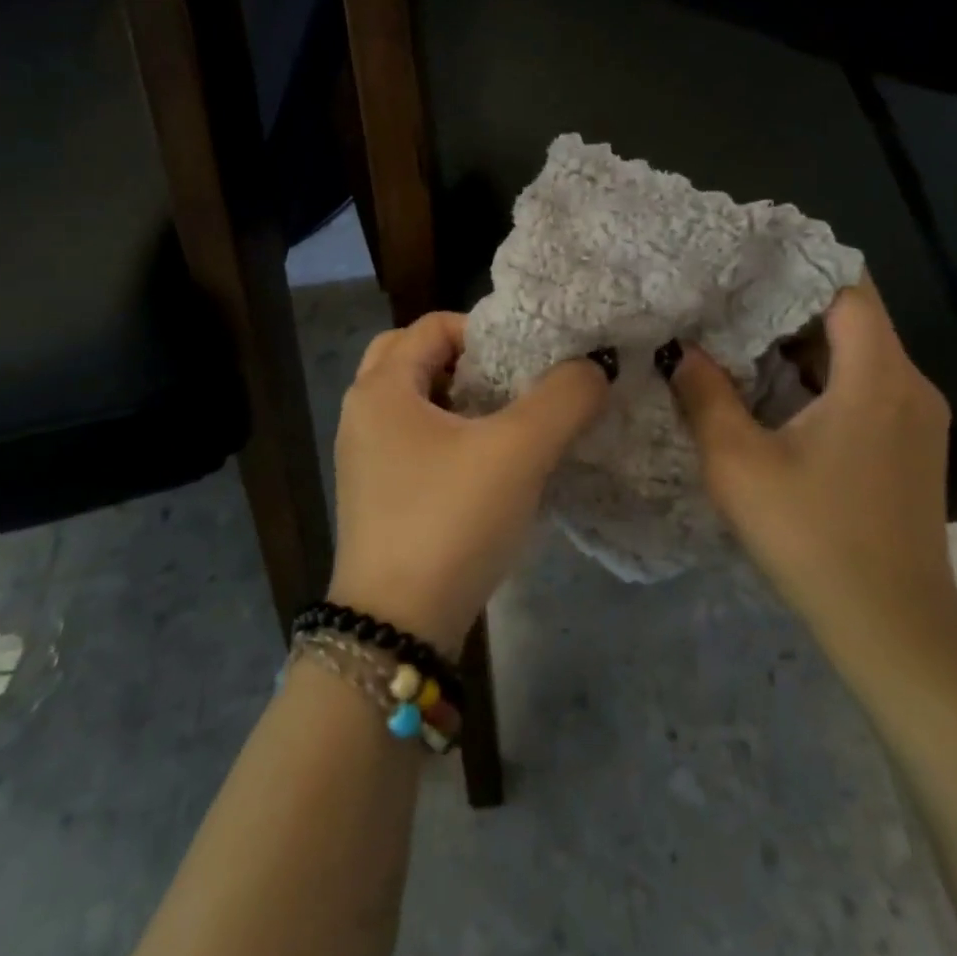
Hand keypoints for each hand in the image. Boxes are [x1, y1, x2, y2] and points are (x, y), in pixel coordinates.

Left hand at [327, 313, 612, 653]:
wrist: (396, 630)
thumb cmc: (450, 520)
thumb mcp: (519, 451)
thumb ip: (564, 398)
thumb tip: (593, 367)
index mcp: (382, 388)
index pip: (433, 325)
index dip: (486, 331)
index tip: (528, 359)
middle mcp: (363, 414)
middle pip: (414, 358)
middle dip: (466, 361)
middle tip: (510, 382)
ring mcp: (365, 459)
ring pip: (415, 404)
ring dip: (459, 401)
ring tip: (509, 422)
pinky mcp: (377, 498)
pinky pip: (415, 444)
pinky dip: (450, 438)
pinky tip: (491, 468)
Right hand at [666, 274, 956, 660]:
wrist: (893, 627)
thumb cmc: (813, 538)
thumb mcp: (738, 464)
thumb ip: (705, 396)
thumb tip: (684, 351)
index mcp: (877, 376)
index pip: (847, 287)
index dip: (798, 266)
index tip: (746, 262)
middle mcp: (909, 385)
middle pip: (853, 316)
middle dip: (790, 304)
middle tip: (727, 299)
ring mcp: (917, 417)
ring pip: (860, 352)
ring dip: (803, 343)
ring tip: (740, 339)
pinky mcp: (912, 445)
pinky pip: (867, 385)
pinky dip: (822, 375)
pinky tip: (775, 393)